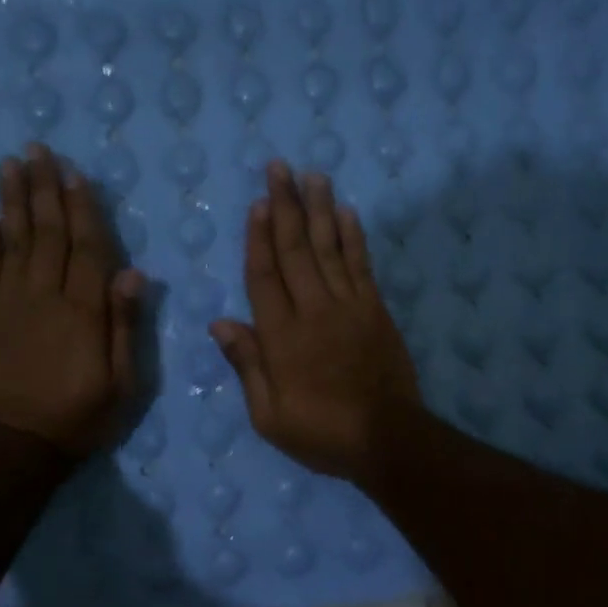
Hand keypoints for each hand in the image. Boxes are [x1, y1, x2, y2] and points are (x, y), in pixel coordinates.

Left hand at [0, 143, 142, 454]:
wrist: (15, 443)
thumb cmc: (79, 417)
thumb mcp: (122, 382)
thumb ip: (125, 326)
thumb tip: (133, 274)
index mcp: (83, 311)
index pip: (86, 248)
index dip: (82, 209)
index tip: (75, 174)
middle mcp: (45, 296)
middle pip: (47, 233)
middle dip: (44, 189)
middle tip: (38, 150)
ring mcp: (10, 302)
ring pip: (14, 240)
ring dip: (13, 200)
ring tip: (10, 164)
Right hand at [210, 162, 420, 481]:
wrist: (387, 438)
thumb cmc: (321, 432)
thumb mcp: (269, 415)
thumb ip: (247, 365)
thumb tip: (220, 322)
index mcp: (281, 336)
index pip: (264, 275)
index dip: (259, 237)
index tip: (259, 203)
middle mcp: (313, 310)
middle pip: (296, 250)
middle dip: (287, 206)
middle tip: (280, 168)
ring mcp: (349, 307)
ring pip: (330, 248)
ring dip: (321, 210)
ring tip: (314, 175)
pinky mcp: (375, 311)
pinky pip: (361, 266)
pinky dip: (354, 237)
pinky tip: (348, 213)